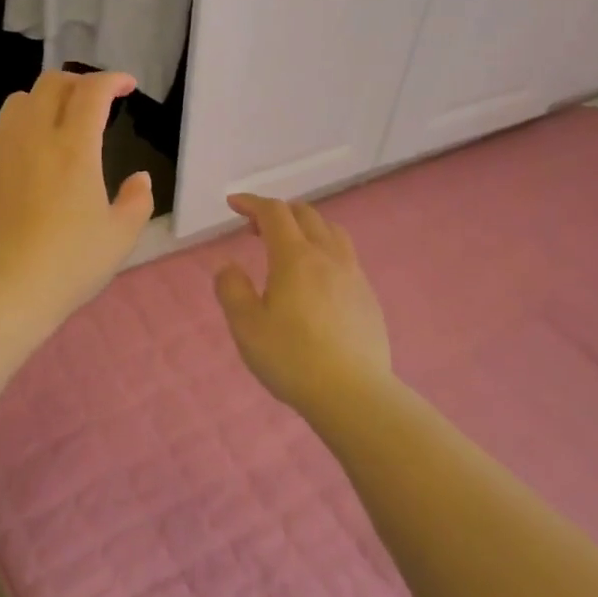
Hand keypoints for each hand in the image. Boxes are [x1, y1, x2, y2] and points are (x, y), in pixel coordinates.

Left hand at [0, 71, 153, 331]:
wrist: (0, 293)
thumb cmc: (68, 265)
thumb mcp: (120, 238)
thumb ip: (137, 201)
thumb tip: (139, 178)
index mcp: (73, 147)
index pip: (93, 91)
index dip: (113, 79)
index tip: (126, 86)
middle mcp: (31, 137)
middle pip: (50, 84)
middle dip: (76, 83)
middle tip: (91, 101)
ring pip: (16, 105)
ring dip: (41, 104)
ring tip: (53, 127)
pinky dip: (14, 139)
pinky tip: (20, 168)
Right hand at [214, 194, 391, 412]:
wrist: (352, 393)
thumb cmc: (291, 358)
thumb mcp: (246, 327)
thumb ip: (232, 290)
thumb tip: (229, 266)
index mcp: (295, 258)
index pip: (274, 213)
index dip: (252, 202)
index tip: (233, 204)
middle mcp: (328, 256)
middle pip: (306, 215)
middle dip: (278, 212)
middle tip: (254, 228)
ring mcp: (353, 275)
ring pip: (331, 232)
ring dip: (306, 226)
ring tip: (289, 246)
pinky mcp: (368, 296)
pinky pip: (345, 256)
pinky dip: (324, 250)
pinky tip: (316, 279)